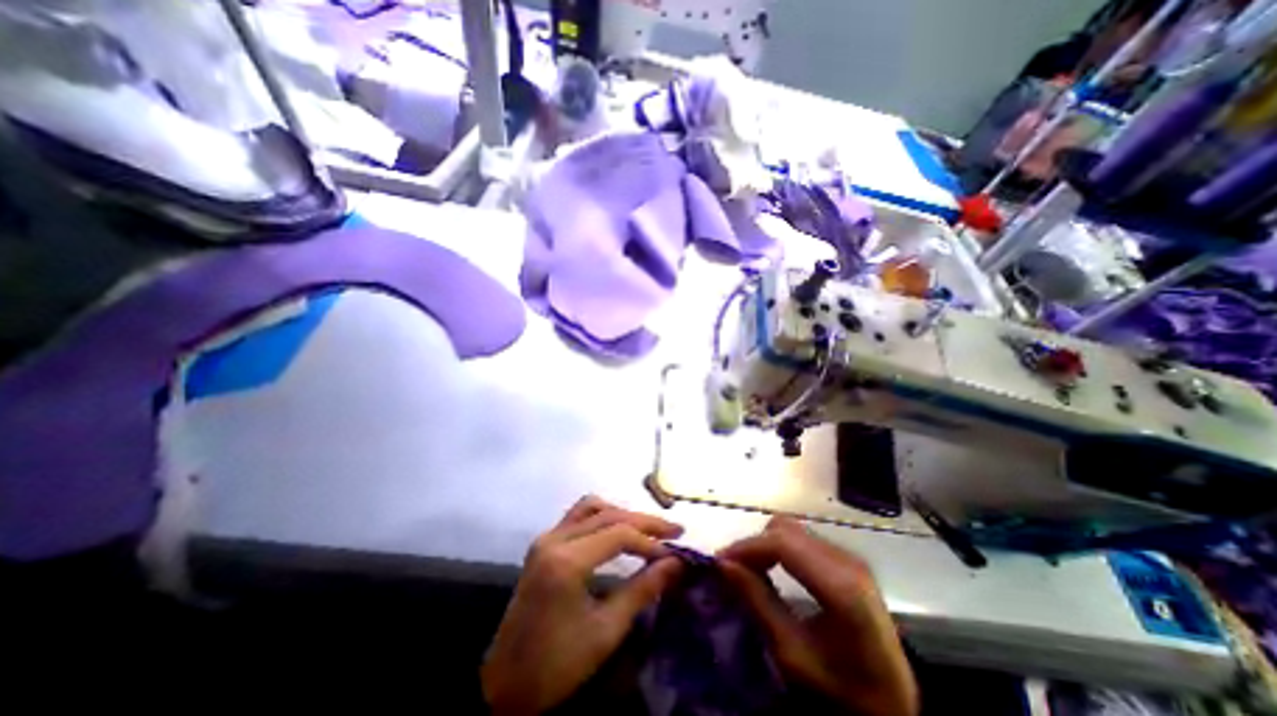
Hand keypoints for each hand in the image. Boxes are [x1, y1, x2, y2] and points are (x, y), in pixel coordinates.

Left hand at [479, 497, 683, 715]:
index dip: (650, 541)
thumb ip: (643, 590)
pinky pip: (577, 516)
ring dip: (622, 514)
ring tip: (647, 529)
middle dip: (643, 522)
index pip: (618, 533)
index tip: (675, 552)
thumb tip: (676, 564)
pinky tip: (617, 530)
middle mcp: (554, 539)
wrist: (505, 685)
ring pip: (591, 507)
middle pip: (607, 514)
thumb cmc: (557, 664)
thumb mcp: (606, 631)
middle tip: (673, 530)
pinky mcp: (543, 543)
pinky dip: (602, 516)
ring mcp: (546, 538)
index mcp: (566, 561)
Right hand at [716, 518, 919, 714]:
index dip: (746, 546)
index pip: (782, 542)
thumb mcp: (793, 655)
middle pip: (786, 529)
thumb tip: (723, 563)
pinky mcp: (847, 560)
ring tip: (750, 569)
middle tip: (735, 569)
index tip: (720, 560)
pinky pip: (802, 538)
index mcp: (840, 586)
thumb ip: (758, 603)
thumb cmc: (842, 689)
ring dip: (765, 544)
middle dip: (754, 544)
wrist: (895, 705)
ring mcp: (849, 556)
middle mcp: (847, 560)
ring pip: (792, 530)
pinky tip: (772, 568)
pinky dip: (780, 548)